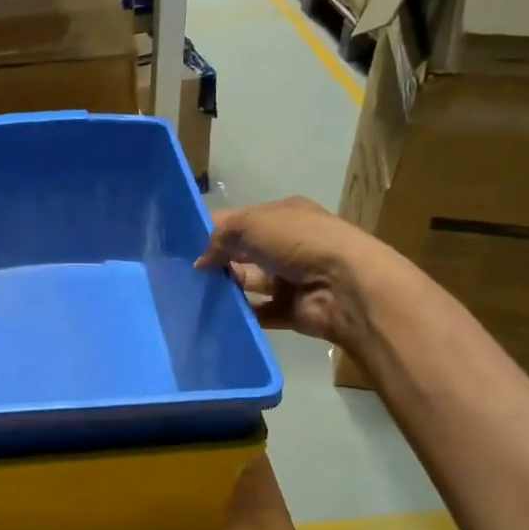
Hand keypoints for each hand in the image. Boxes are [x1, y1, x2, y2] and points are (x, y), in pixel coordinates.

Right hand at [195, 196, 379, 346]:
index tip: (182, 244)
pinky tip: (216, 314)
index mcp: (285, 215)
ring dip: (227, 286)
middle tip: (183, 272)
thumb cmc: (300, 242)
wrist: (345, 286)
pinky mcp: (292, 310)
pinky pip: (260, 312)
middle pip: (245, 251)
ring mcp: (292, 278)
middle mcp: (289, 244)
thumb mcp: (253, 223)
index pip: (242, 219)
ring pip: (250, 282)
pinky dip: (242, 314)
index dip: (214, 229)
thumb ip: (221, 236)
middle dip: (218, 259)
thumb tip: (201, 260)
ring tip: (193, 294)